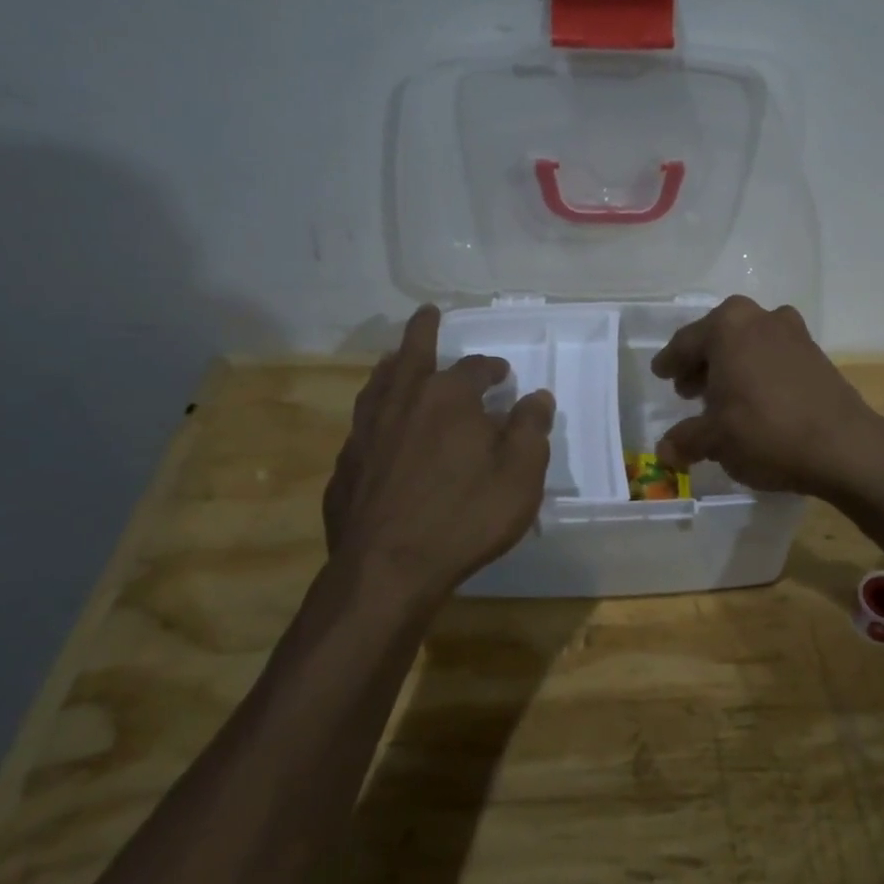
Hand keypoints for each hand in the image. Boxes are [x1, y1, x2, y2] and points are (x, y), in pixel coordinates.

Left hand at [319, 305, 553, 616]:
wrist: (387, 570)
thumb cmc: (465, 517)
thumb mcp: (520, 475)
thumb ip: (530, 429)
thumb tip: (537, 396)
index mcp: (448, 398)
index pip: (474, 368)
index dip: (491, 368)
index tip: (502, 375)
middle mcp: (402, 403)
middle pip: (412, 355)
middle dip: (423, 331)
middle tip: (427, 313)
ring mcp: (367, 433)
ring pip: (379, 385)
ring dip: (392, 366)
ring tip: (397, 358)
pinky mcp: (346, 466)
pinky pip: (363, 426)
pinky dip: (375, 414)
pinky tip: (378, 428)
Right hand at [650, 296, 883, 498]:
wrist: (845, 447)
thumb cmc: (766, 433)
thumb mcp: (715, 440)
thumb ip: (685, 440)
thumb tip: (665, 451)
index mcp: (728, 326)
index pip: (686, 343)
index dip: (670, 362)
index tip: (661, 373)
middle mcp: (760, 317)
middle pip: (718, 337)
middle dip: (701, 363)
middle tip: (688, 390)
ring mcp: (793, 332)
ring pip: (748, 344)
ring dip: (731, 366)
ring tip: (721, 398)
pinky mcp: (816, 353)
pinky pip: (773, 355)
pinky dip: (757, 371)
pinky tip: (754, 401)